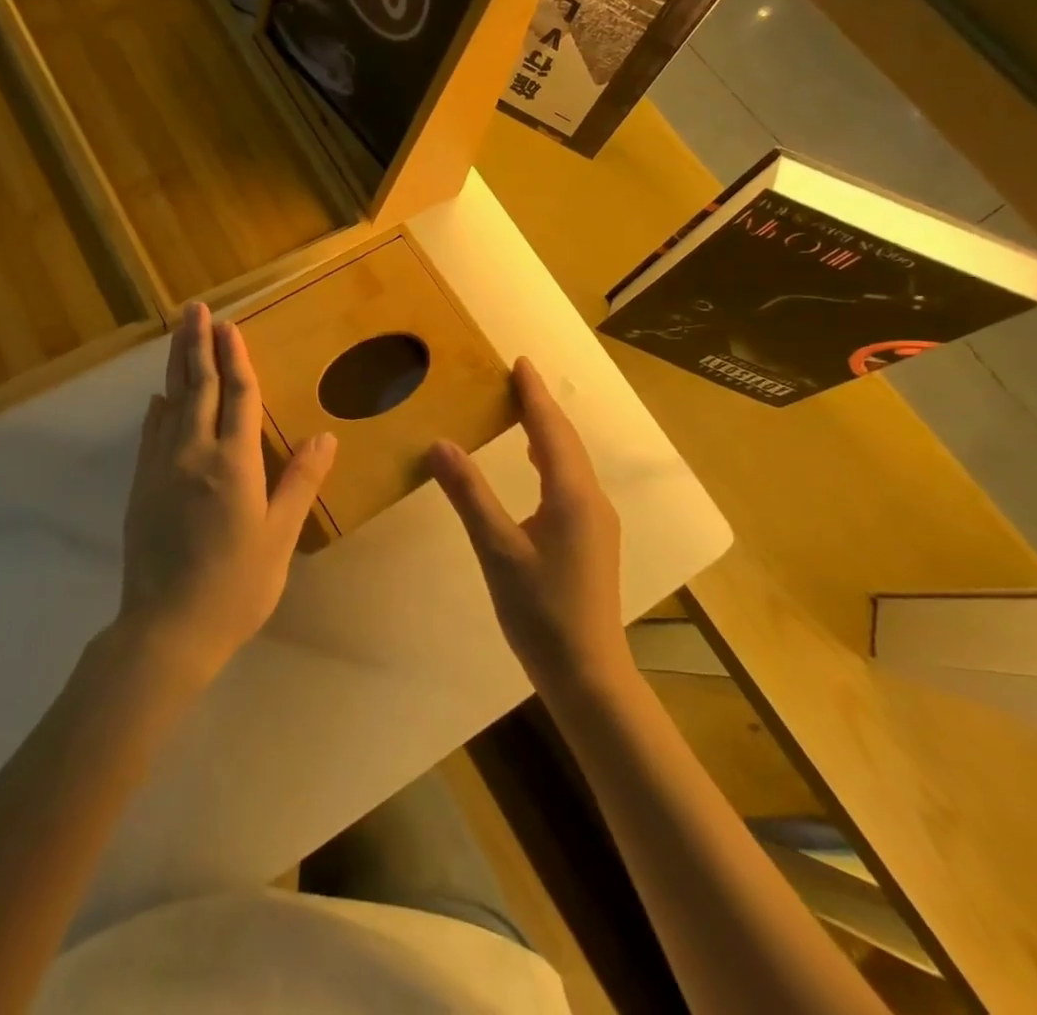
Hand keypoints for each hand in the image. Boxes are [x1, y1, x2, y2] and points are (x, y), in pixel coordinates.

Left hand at [117, 301, 336, 682]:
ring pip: (171, 403)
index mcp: (232, 462)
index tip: (230, 326)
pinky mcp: (142, 486)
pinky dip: (158, 408)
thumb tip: (325, 438)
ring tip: (178, 334)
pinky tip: (160, 399)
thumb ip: (300, 482)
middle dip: (198, 344)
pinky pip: (151, 433)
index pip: (238, 397)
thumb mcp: (279, 536)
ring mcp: (161, 468)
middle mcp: (193, 453)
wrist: (166, 629)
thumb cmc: (235, 586)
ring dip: (176, 365)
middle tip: (195, 309)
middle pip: (198, 387)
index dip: (236, 359)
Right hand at [428, 357, 625, 688]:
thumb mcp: (497, 550)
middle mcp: (592, 501)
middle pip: (566, 442)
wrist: (587, 674)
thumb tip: (440, 443)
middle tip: (516, 379)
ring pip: (571, 463)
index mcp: (572, 496)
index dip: (534, 395)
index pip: (551, 431)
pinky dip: (550, 460)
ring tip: (522, 411)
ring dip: (547, 433)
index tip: (520, 362)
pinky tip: (535, 467)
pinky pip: (570, 482)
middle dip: (541, 407)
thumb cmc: (541, 611)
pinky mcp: (591, 540)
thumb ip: (469, 494)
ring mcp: (595, 522)